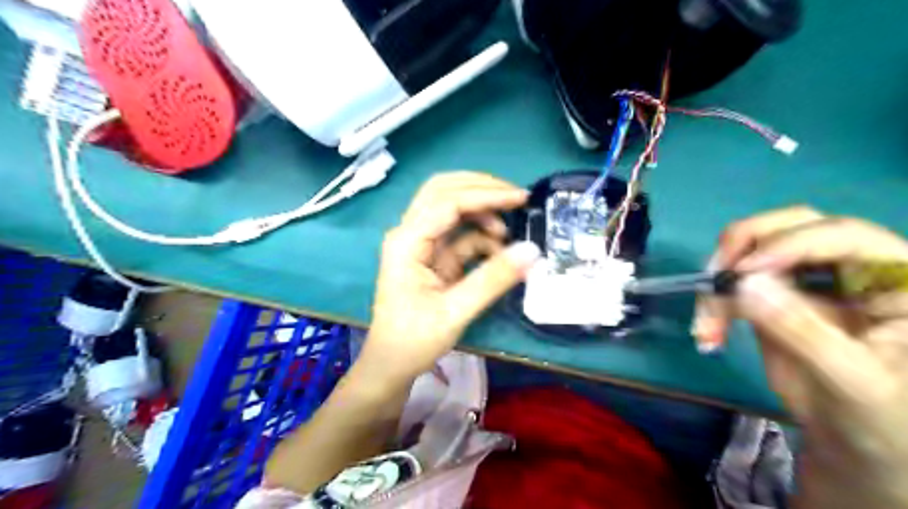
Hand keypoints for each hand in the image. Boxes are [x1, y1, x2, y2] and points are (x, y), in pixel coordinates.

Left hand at [354, 172, 538, 386]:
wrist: (391, 365)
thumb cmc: (414, 341)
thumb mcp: (456, 312)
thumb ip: (492, 279)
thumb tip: (531, 251)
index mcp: (407, 242)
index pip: (447, 202)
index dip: (486, 195)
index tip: (521, 198)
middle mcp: (409, 233)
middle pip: (443, 191)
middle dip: (480, 188)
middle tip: (515, 197)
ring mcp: (420, 243)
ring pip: (450, 208)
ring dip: (481, 212)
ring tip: (506, 234)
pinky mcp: (431, 256)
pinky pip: (458, 234)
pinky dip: (480, 236)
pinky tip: (496, 252)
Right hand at [697, 206, 907, 507]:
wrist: (856, 443)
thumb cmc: (883, 418)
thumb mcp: (852, 378)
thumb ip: (801, 329)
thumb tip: (743, 284)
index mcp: (895, 276)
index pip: (841, 235)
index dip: (788, 244)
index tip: (742, 273)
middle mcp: (848, 267)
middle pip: (788, 226)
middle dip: (742, 248)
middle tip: (713, 278)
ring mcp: (805, 280)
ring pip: (749, 253)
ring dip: (718, 284)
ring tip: (705, 326)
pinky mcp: (771, 297)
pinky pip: (732, 284)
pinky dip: (712, 303)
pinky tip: (707, 333)